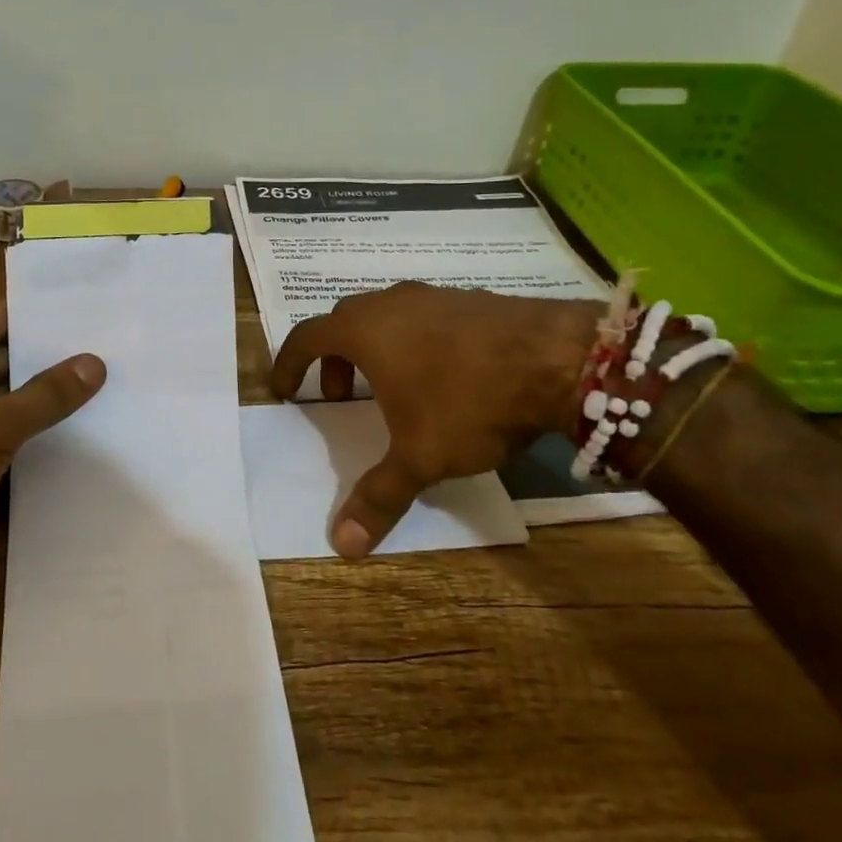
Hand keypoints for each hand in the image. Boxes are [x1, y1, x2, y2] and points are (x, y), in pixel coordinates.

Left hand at [0, 301, 104, 603]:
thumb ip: (47, 394)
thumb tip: (96, 363)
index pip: (3, 316)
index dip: (48, 315)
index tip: (100, 312)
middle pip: (11, 353)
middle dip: (58, 356)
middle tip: (118, 349)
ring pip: (13, 393)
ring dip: (52, 394)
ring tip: (114, 384)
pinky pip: (8, 427)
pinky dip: (39, 426)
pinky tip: (86, 427)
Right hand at [270, 283, 598, 558]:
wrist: (558, 357)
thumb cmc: (469, 401)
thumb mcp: (419, 456)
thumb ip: (378, 496)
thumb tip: (342, 545)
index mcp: (364, 330)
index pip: (306, 337)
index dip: (288, 363)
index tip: (282, 389)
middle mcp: (391, 303)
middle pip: (342, 323)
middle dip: (332, 360)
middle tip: (339, 397)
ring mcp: (433, 296)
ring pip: (384, 316)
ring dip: (373, 350)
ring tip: (391, 389)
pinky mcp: (470, 299)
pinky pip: (421, 317)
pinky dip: (411, 342)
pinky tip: (441, 374)